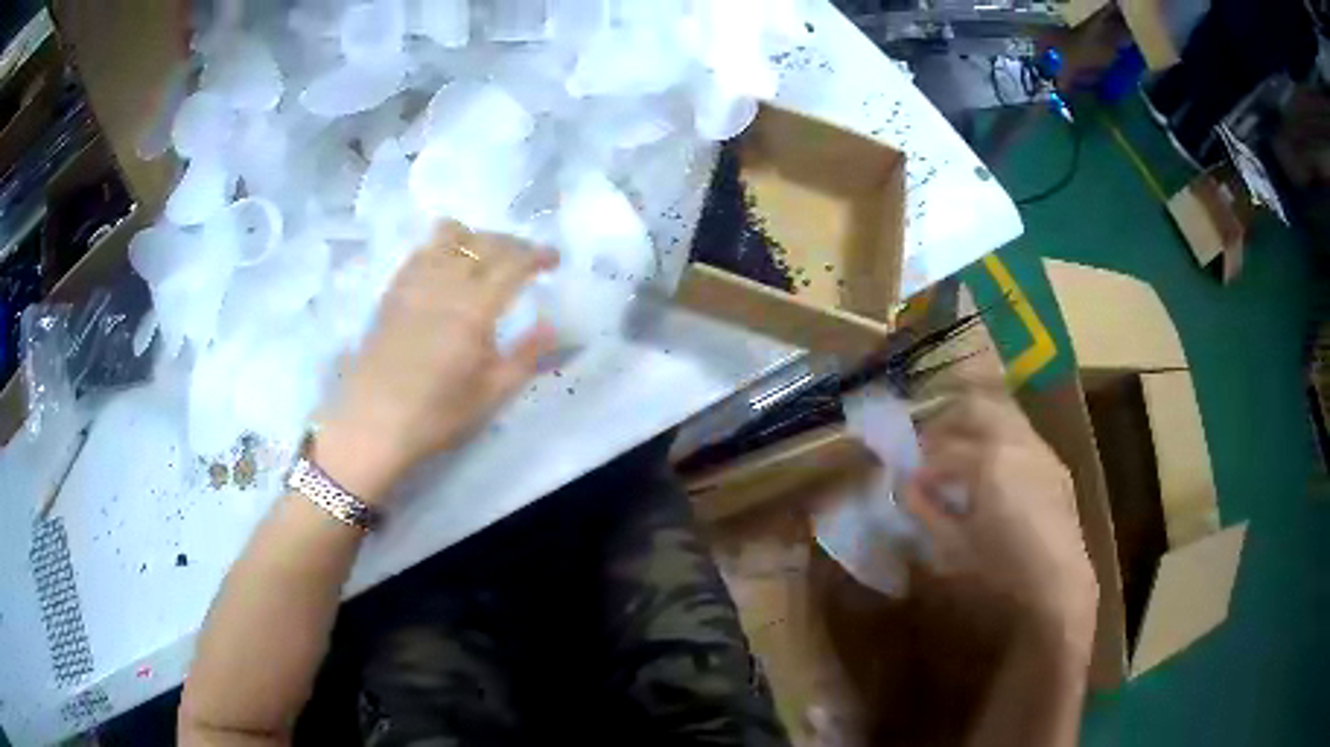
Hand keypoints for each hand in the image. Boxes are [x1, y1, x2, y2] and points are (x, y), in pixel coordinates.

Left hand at [314, 221, 557, 503]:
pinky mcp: (393, 291)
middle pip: (484, 242)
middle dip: (512, 243)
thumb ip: (526, 356)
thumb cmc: (437, 414)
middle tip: (527, 258)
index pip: (513, 263)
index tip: (553, 260)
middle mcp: (445, 284)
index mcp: (475, 309)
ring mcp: (415, 283)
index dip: (537, 255)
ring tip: (487, 255)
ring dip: (477, 238)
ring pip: (450, 237)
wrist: (373, 423)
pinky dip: (442, 246)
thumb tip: (552, 326)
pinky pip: (421, 251)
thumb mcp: (491, 394)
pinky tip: (447, 263)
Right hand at [904, 393, 1097, 657]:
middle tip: (925, 443)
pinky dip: (998, 437)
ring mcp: (1040, 449)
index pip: (942, 450)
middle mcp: (1016, 442)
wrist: (1058, 585)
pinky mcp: (1055, 465)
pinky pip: (1021, 434)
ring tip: (957, 447)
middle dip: (945, 421)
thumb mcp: (952, 548)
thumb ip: (926, 512)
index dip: (918, 465)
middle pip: (974, 409)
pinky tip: (992, 467)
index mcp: (988, 460)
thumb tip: (908, 489)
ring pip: (1001, 414)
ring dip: (974, 424)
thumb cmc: (1000, 571)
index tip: (905, 480)